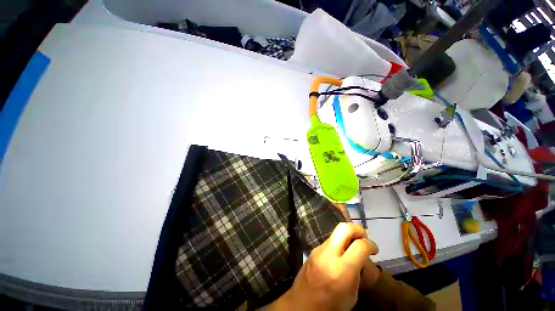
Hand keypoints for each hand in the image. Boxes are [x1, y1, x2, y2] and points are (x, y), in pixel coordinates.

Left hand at [268, 223, 378, 310]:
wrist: (301, 305)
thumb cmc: (330, 307)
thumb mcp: (352, 295)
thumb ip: (358, 272)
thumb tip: (362, 257)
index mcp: (342, 270)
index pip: (360, 245)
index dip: (371, 244)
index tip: (374, 249)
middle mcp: (328, 254)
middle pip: (343, 227)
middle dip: (357, 229)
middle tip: (364, 238)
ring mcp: (318, 249)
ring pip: (335, 232)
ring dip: (347, 236)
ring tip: (353, 248)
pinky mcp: (313, 249)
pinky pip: (329, 240)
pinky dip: (338, 243)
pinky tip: (341, 254)